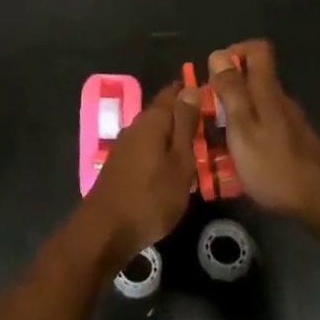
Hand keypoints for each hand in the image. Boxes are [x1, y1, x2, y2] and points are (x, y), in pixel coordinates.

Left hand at [83, 81, 197, 263]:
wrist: (106, 231)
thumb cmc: (151, 197)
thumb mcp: (179, 162)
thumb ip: (185, 125)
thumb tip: (191, 89)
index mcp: (152, 120)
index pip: (173, 92)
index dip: (192, 91)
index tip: (214, 97)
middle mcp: (136, 126)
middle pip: (164, 113)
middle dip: (186, 117)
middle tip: (213, 128)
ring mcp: (125, 146)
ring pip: (156, 132)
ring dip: (175, 137)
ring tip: (199, 150)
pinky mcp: (121, 164)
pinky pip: (148, 149)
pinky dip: (163, 153)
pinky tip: (174, 169)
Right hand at [207, 41, 319, 219]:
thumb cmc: (276, 165)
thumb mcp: (243, 128)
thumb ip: (232, 91)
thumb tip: (219, 54)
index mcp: (268, 90)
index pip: (257, 49)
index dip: (234, 52)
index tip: (214, 75)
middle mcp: (280, 99)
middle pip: (253, 78)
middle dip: (226, 90)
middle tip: (207, 116)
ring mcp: (289, 122)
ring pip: (256, 105)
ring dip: (234, 116)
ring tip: (215, 143)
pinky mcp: (293, 142)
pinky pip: (264, 127)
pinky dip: (247, 136)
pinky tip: (238, 162)